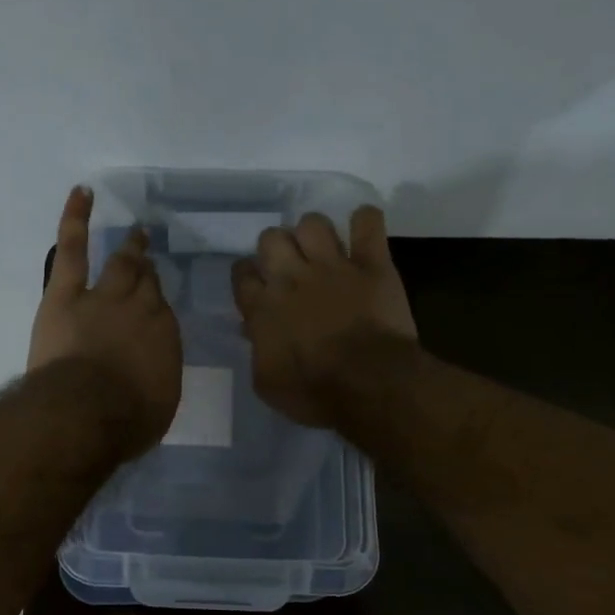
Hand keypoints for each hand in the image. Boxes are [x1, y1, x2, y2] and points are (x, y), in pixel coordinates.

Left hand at [29, 186, 182, 452]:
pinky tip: (82, 193)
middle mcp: (141, 310)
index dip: (156, 306)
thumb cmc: (126, 421)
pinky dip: (76, 218)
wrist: (87, 412)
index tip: (154, 304)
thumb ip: (155, 381)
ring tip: (134, 233)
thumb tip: (150, 376)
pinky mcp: (67, 293)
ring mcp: (104, 296)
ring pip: (121, 264)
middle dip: (148, 271)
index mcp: (164, 338)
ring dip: (129, 248)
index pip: (162, 313)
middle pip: (146, 284)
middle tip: (148, 257)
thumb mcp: (156, 405)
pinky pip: (74, 247)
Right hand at [232, 206, 417, 428]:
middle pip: (271, 238)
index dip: (247, 275)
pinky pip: (368, 223)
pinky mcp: (372, 264)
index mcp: (262, 307)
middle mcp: (291, 277)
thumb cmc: (312, 392)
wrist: (367, 384)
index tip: (255, 284)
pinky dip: (365, 221)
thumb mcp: (267, 383)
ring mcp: (333, 266)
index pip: (242, 273)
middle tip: (289, 267)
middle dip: (277, 248)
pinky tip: (363, 230)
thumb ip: (258, 350)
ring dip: (314, 232)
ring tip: (322, 249)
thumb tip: (255, 331)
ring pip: (313, 223)